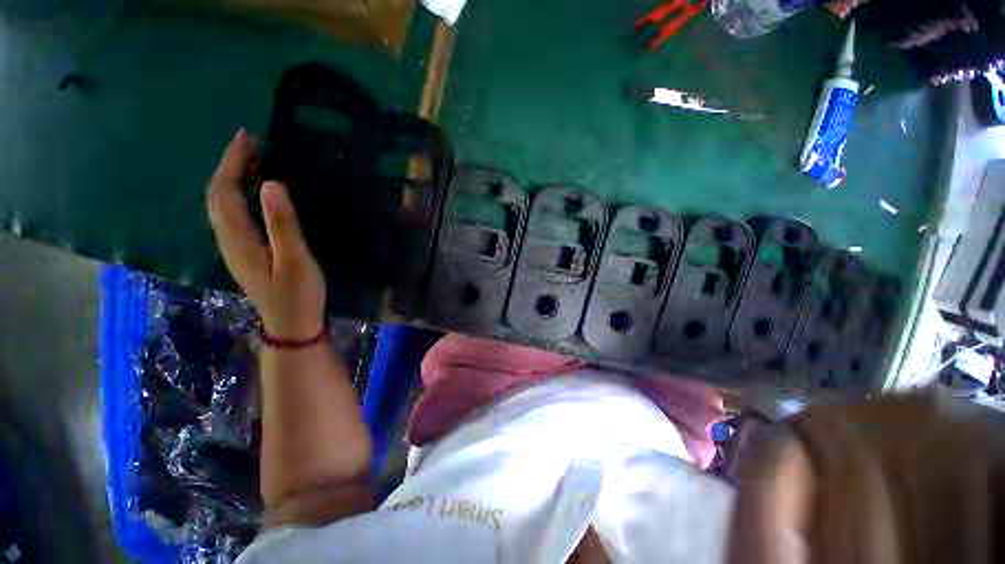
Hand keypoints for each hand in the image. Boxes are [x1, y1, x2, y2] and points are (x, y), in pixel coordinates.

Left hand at [207, 129, 325, 339]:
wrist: (291, 326)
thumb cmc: (298, 295)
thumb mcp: (295, 260)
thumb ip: (282, 224)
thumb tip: (271, 184)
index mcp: (239, 239)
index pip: (225, 191)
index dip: (232, 162)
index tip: (247, 137)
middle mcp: (228, 240)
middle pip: (216, 196)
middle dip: (228, 165)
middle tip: (250, 145)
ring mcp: (234, 248)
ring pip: (220, 205)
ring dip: (230, 179)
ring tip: (251, 162)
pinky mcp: (244, 254)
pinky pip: (231, 216)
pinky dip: (236, 196)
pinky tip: (251, 194)